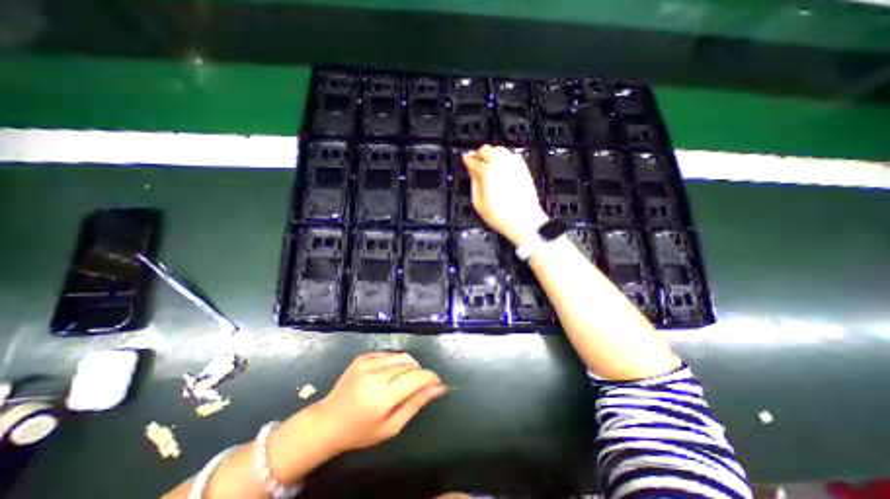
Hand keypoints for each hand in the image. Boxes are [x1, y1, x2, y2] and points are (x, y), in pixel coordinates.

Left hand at [315, 354, 451, 453]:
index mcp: (382, 396)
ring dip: (409, 366)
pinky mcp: (362, 356)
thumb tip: (438, 388)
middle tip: (418, 387)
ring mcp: (367, 362)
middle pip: (410, 364)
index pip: (416, 378)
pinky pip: (389, 354)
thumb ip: (416, 404)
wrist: (327, 421)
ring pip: (401, 356)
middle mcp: (375, 374)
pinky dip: (396, 362)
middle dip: (420, 373)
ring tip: (403, 381)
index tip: (438, 384)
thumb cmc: (360, 431)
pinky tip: (389, 375)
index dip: (431, 378)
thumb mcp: (392, 426)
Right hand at [460, 145, 549, 244]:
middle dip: (478, 154)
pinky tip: (500, 165)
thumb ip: (473, 183)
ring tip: (487, 162)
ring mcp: (513, 164)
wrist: (524, 221)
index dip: (467, 160)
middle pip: (486, 150)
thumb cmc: (501, 215)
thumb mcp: (478, 202)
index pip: (473, 161)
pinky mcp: (522, 168)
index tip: (465, 160)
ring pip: (499, 149)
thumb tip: (472, 173)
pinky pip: (511, 155)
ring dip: (491, 153)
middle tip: (475, 160)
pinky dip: (503, 157)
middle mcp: (500, 164)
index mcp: (487, 172)